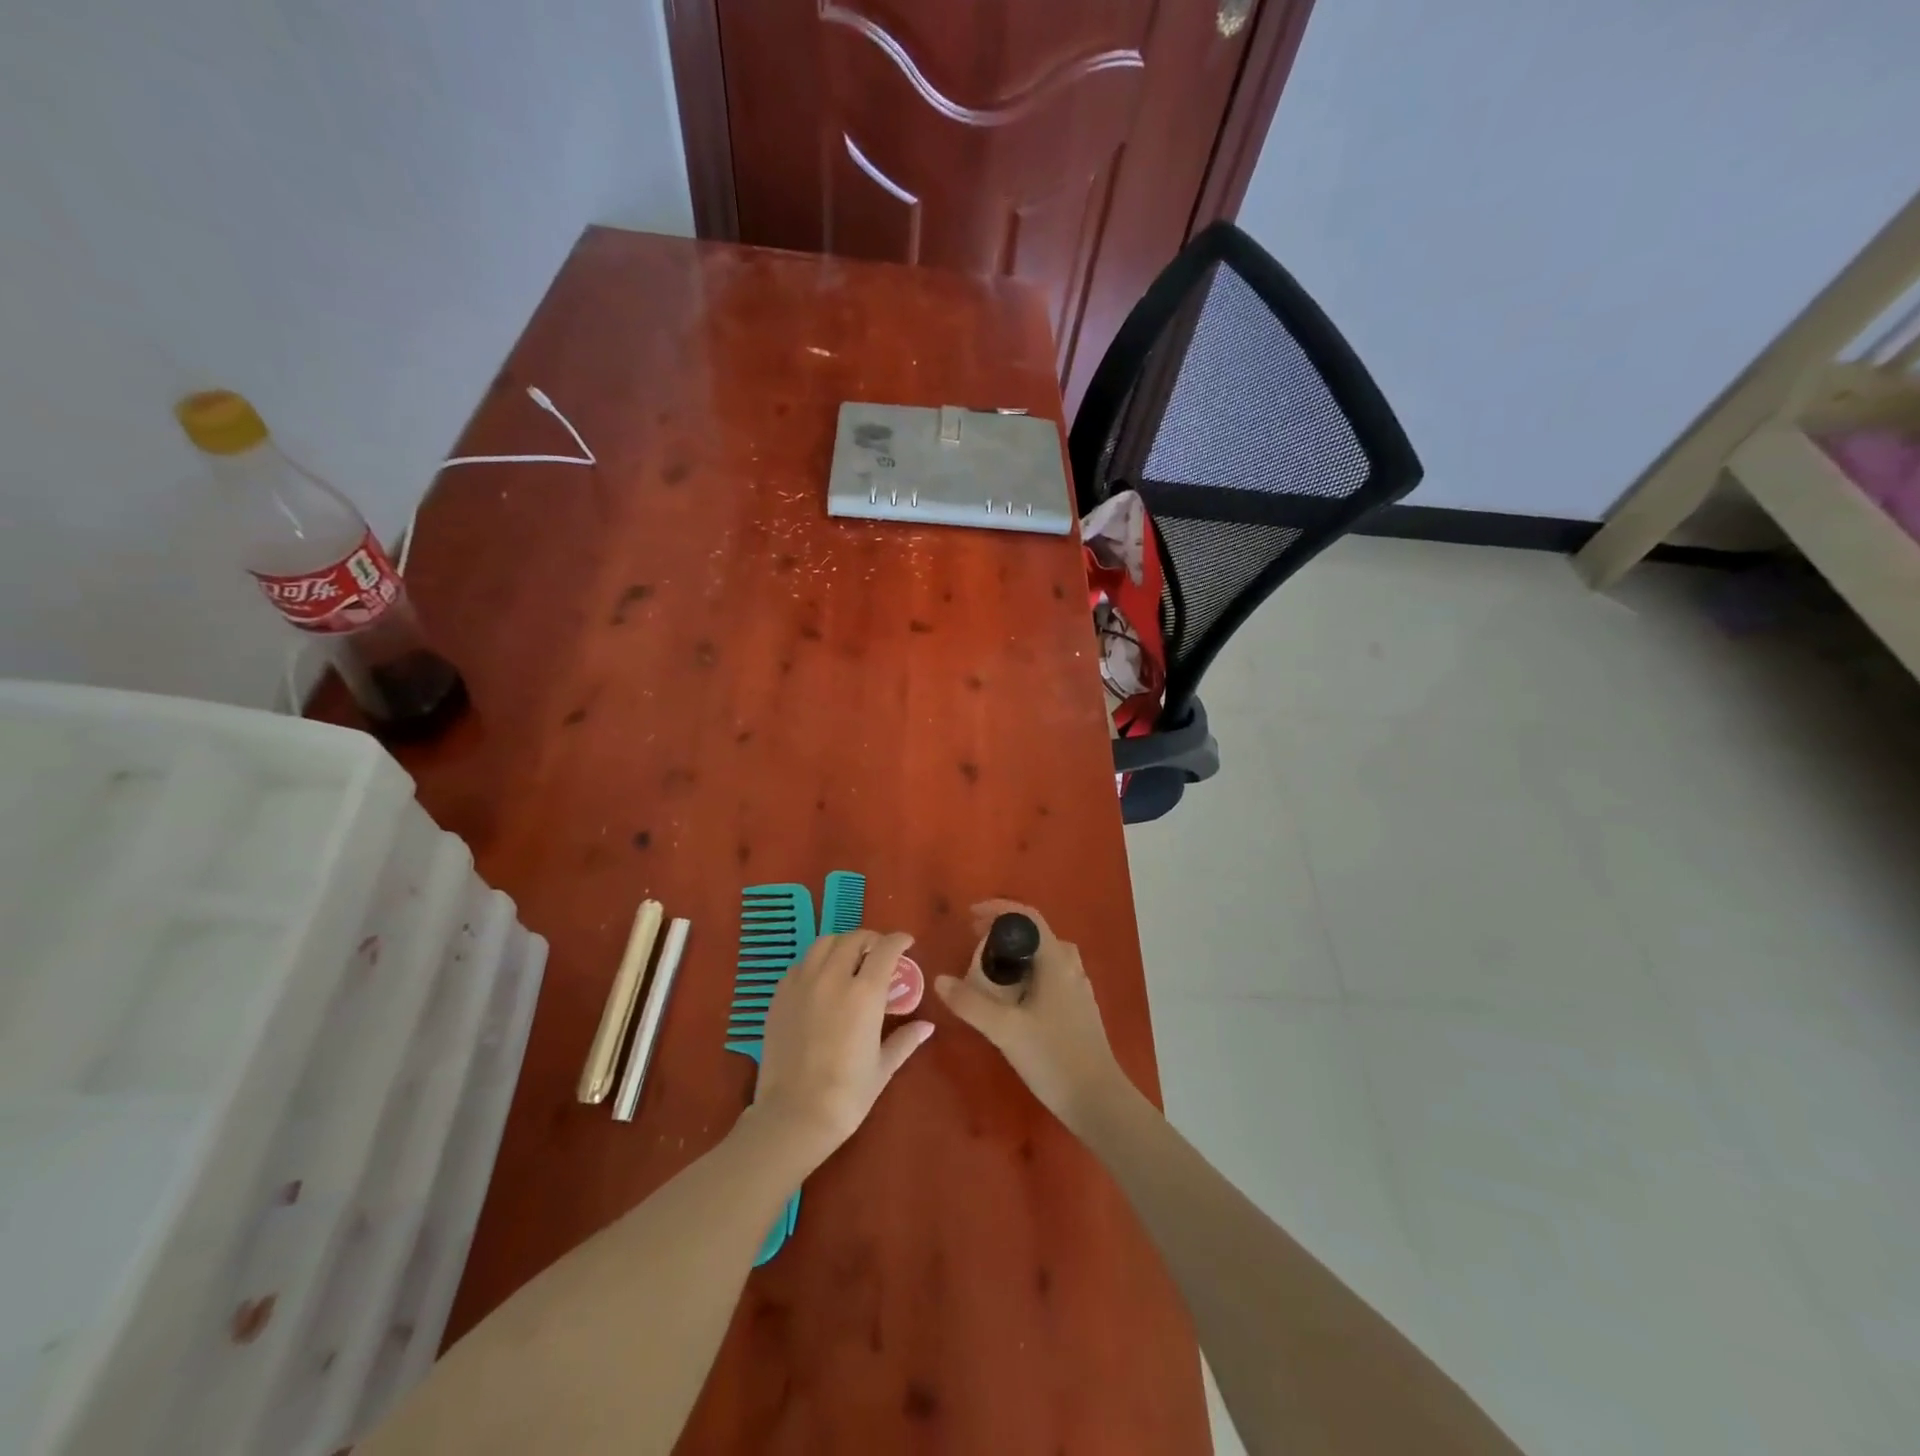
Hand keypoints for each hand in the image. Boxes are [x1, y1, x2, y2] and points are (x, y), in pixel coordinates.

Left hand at [746, 930, 933, 1172]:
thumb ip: (905, 1040)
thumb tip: (927, 1026)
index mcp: (864, 993)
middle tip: (879, 953)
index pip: (885, 949)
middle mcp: (833, 978)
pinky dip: (816, 962)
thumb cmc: (846, 1096)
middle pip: (854, 939)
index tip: (907, 943)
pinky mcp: (780, 996)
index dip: (899, 940)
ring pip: (824, 943)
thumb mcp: (882, 1068)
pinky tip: (821, 979)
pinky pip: (801, 964)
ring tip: (849, 958)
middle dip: (871, 940)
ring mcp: (802, 984)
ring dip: (842, 944)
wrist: (793, 1116)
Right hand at [934, 901, 1129, 1135]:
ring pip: (1042, 957)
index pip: (1028, 917)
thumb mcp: (1005, 1030)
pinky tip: (1009, 997)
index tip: (969, 915)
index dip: (998, 909)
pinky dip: (1024, 973)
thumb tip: (940, 980)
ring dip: (1014, 954)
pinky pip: (1047, 976)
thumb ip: (970, 1003)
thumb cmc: (1053, 1057)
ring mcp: (1076, 988)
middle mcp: (1070, 967)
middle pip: (1034, 935)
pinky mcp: (1076, 1008)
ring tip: (987, 967)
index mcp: (1057, 961)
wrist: (1098, 1101)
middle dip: (1002, 931)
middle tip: (972, 940)